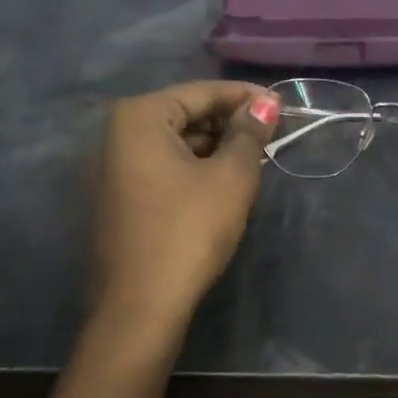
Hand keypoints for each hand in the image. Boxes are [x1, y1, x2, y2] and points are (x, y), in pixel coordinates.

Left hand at [91, 81, 280, 324]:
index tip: (283, 106)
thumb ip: (250, 134)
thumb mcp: (231, 177)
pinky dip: (196, 168)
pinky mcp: (120, 198)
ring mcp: (113, 169)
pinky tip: (225, 183)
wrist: (140, 305)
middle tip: (273, 137)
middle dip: (230, 124)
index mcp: (139, 118)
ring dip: (216, 147)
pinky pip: (164, 168)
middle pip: (186, 115)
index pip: (202, 92)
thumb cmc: (188, 230)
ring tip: (256, 160)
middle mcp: (117, 135)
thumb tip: (266, 103)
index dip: (247, 97)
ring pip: (176, 144)